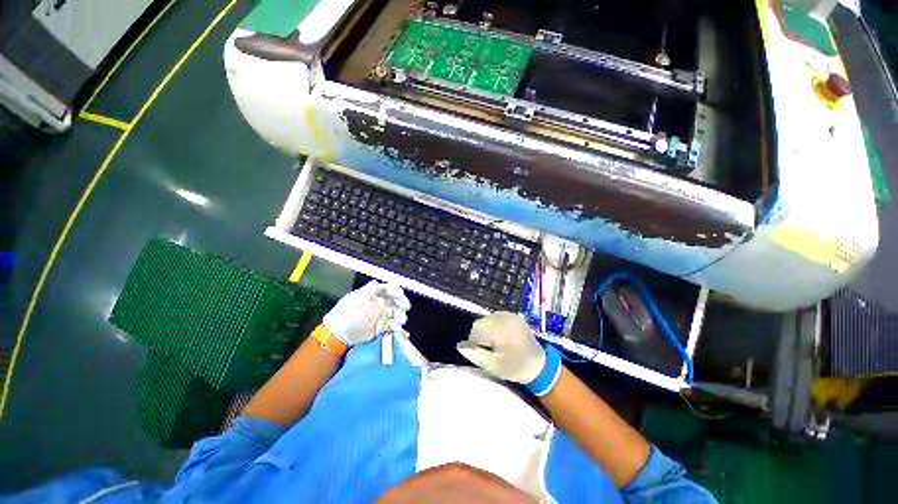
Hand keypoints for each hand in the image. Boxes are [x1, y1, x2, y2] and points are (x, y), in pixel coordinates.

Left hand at [323, 281, 410, 346]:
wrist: (337, 336)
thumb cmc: (345, 316)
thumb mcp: (354, 302)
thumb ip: (366, 293)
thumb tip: (375, 282)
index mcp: (372, 295)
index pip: (387, 289)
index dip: (395, 290)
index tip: (400, 294)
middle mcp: (379, 304)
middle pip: (395, 301)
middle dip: (402, 303)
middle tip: (406, 308)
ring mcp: (381, 316)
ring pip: (396, 313)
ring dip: (401, 316)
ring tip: (401, 321)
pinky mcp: (381, 327)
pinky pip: (393, 325)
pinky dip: (398, 327)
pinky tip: (400, 330)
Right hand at [456, 312, 545, 383]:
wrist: (539, 366)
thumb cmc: (515, 368)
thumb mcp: (493, 366)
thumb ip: (475, 354)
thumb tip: (459, 345)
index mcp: (500, 330)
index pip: (475, 331)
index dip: (475, 343)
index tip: (484, 353)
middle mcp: (504, 318)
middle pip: (479, 322)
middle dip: (480, 335)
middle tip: (490, 349)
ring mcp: (510, 315)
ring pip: (486, 318)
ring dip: (486, 329)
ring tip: (496, 343)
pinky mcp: (513, 315)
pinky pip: (495, 316)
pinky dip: (494, 324)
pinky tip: (500, 336)